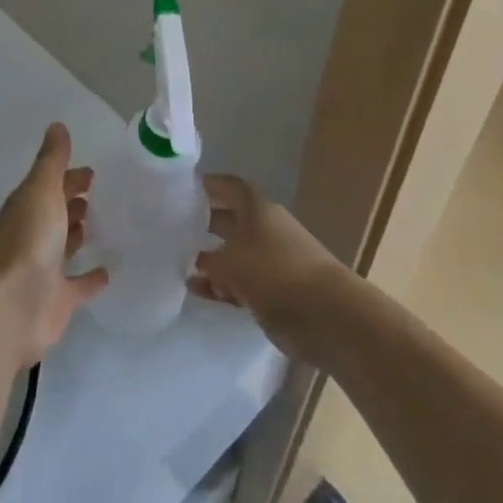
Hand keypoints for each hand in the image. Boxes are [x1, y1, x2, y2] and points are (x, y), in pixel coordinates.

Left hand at [0, 123, 108, 368]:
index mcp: (28, 206)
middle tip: (99, 194)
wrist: (13, 306)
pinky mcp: (58, 300)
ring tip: (103, 223)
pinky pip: (79, 285)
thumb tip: (57, 125)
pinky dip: (91, 278)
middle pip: (56, 212)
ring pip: (65, 245)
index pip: (50, 184)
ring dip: (79, 233)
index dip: (68, 177)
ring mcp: (45, 268)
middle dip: (73, 201)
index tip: (92, 172)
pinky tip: (109, 271)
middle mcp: (34, 234)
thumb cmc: (28, 239)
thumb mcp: (41, 189)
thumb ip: (52, 160)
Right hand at [187, 174, 348, 359]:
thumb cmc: (275, 273)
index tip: (182, 190)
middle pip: (230, 220)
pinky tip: (199, 292)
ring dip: (211, 261)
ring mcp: (272, 262)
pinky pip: (241, 284)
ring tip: (181, 266)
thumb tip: (198, 262)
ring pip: (234, 255)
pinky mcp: (276, 292)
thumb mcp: (230, 262)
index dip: (208, 186)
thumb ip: (208, 260)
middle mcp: (265, 230)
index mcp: (257, 209)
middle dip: (204, 224)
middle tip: (174, 229)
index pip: (229, 187)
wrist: (328, 316)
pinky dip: (222, 287)